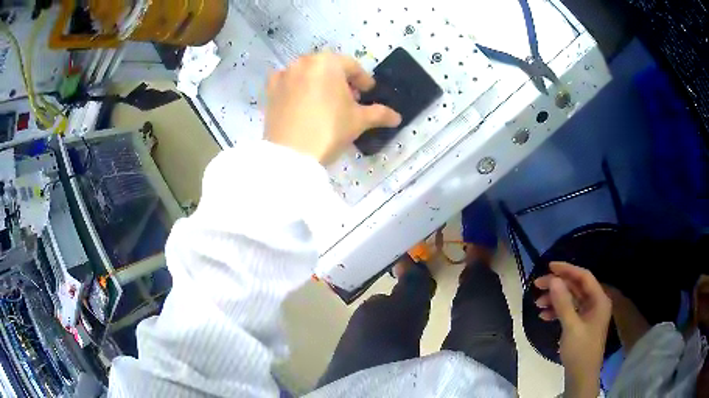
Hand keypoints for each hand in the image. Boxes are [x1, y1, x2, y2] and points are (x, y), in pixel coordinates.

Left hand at [265, 53, 401, 164]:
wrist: (291, 155)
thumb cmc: (329, 130)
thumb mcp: (359, 121)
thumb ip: (380, 114)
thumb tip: (397, 117)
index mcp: (327, 63)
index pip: (352, 67)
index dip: (363, 80)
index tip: (368, 92)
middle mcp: (304, 62)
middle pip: (328, 67)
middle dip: (341, 80)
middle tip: (349, 99)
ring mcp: (284, 75)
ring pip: (308, 73)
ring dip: (320, 82)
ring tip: (325, 102)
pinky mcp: (270, 91)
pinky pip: (288, 82)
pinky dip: (297, 87)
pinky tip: (302, 102)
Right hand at [534, 262, 611, 397]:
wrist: (581, 377)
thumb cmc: (580, 351)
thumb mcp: (571, 326)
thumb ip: (563, 302)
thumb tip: (554, 280)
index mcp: (599, 300)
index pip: (584, 277)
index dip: (567, 269)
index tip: (549, 267)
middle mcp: (595, 303)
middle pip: (576, 287)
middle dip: (557, 286)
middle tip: (537, 286)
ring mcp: (588, 314)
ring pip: (571, 299)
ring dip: (555, 300)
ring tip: (537, 304)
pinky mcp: (581, 324)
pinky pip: (569, 311)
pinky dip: (557, 312)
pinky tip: (544, 316)